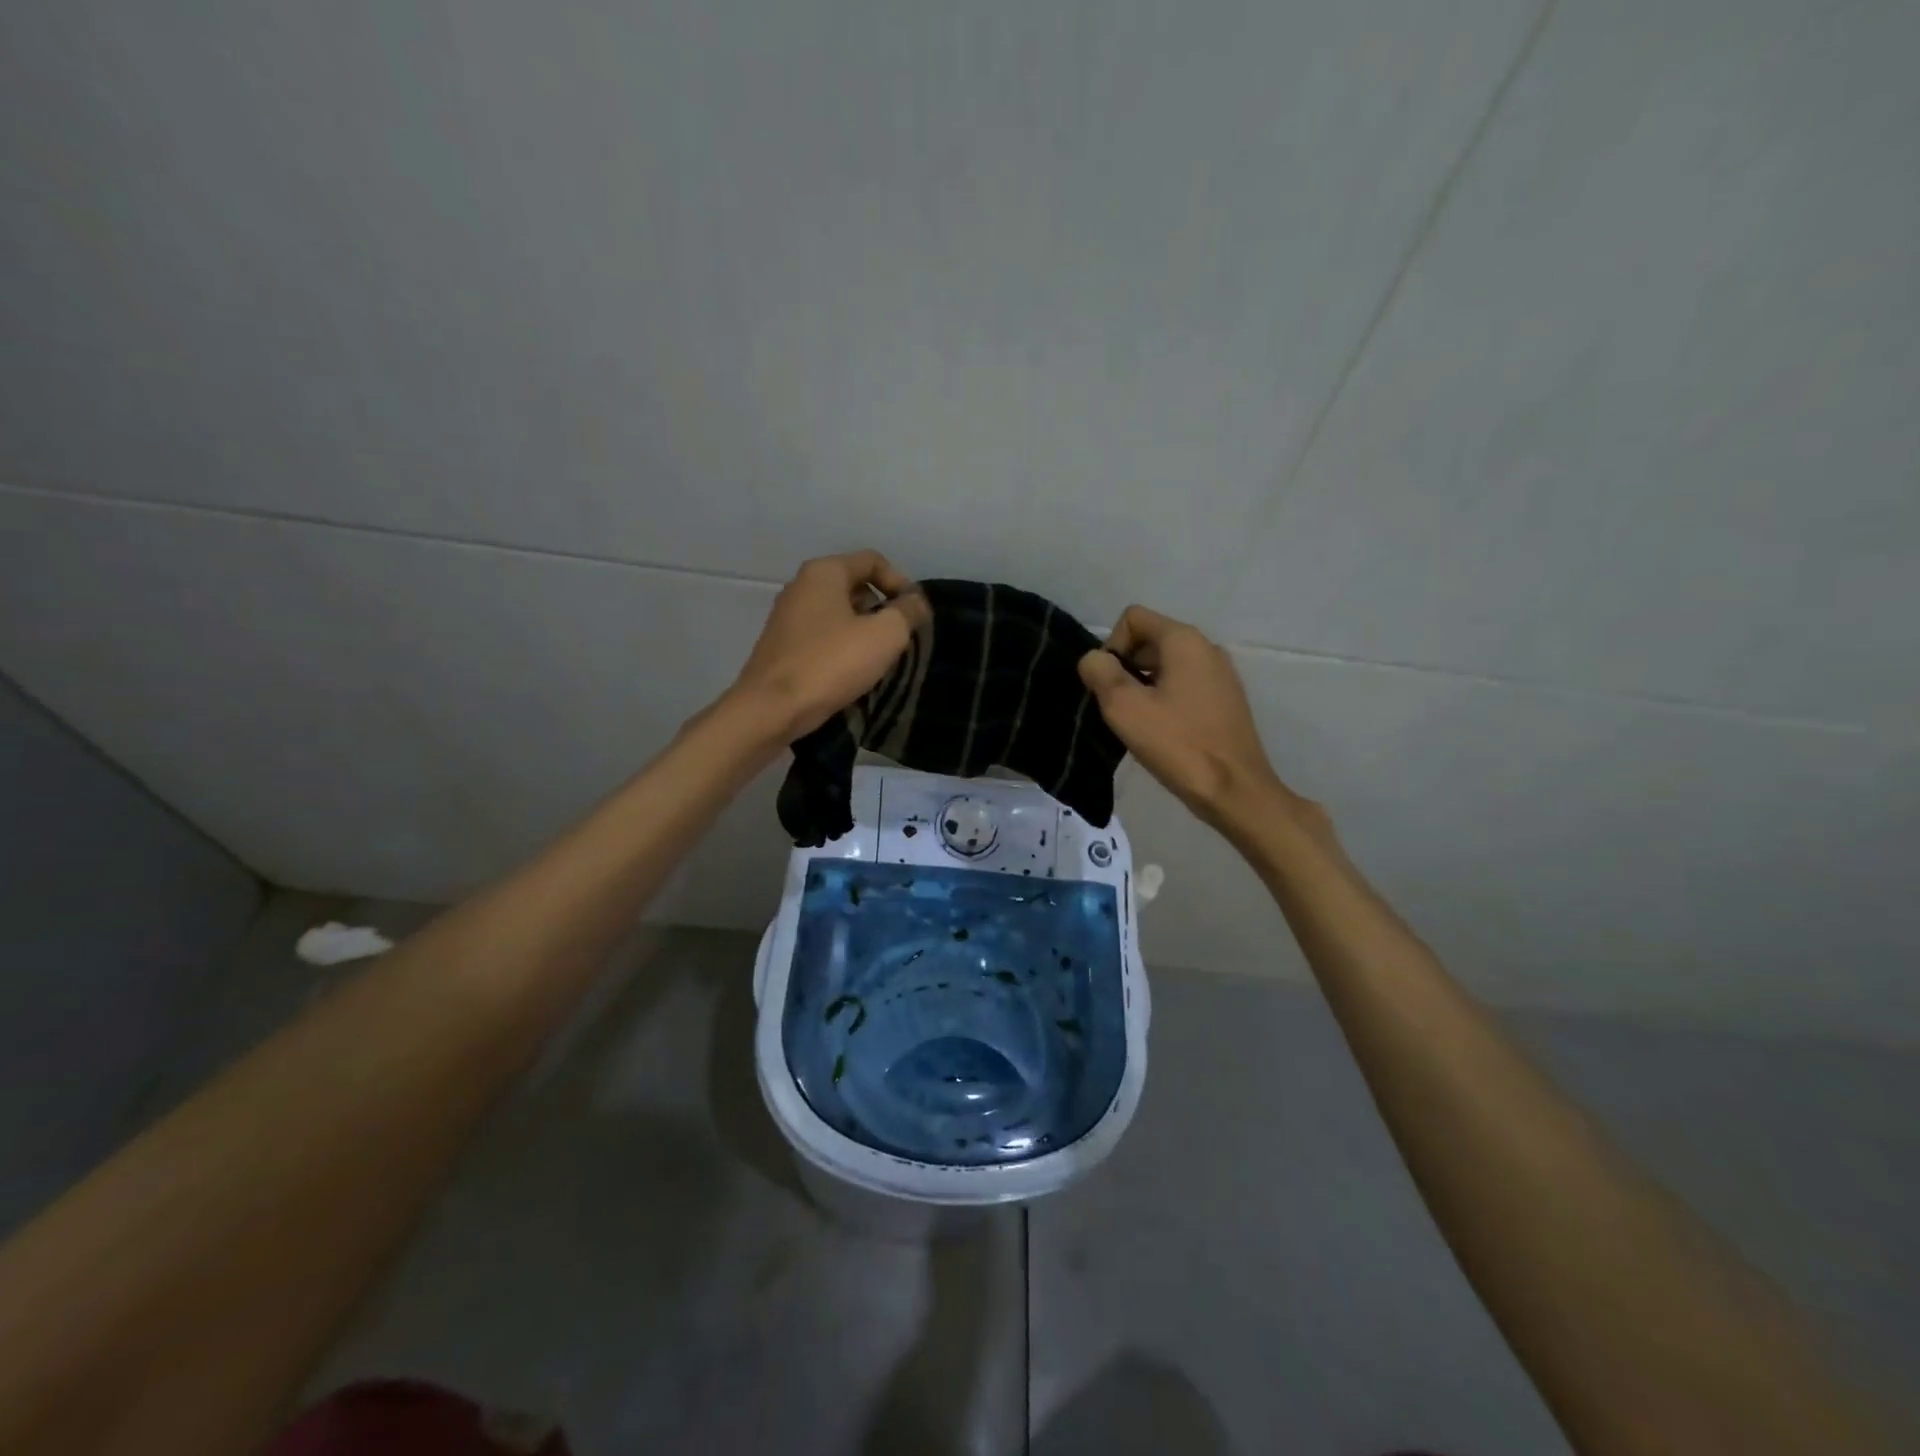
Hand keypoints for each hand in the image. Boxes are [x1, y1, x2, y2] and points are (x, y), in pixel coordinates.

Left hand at [729, 551, 920, 741]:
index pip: (872, 561)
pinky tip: (851, 673)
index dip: (900, 583)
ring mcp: (787, 617)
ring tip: (878, 660)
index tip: (913, 615)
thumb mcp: (884, 635)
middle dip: (882, 609)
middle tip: (898, 640)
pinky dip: (841, 647)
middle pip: (854, 586)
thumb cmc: (831, 664)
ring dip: (863, 631)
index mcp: (824, 572)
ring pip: (838, 613)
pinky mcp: (782, 645)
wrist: (772, 709)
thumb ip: (907, 612)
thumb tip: (916, 601)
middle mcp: (801, 586)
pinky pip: (822, 636)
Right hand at [1078, 605, 1309, 832]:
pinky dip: (1165, 700)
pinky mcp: (1226, 700)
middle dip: (1125, 667)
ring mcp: (1221, 675)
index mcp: (1184, 640)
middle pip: (1149, 640)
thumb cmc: (1177, 744)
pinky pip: (1184, 686)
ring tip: (1139, 724)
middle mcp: (1206, 648)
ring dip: (1143, 687)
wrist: (1233, 790)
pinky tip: (1162, 733)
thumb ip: (1100, 673)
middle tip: (1119, 708)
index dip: (1111, 647)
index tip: (1110, 686)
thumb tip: (1094, 659)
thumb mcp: (1124, 707)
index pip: (1133, 618)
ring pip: (1166, 666)